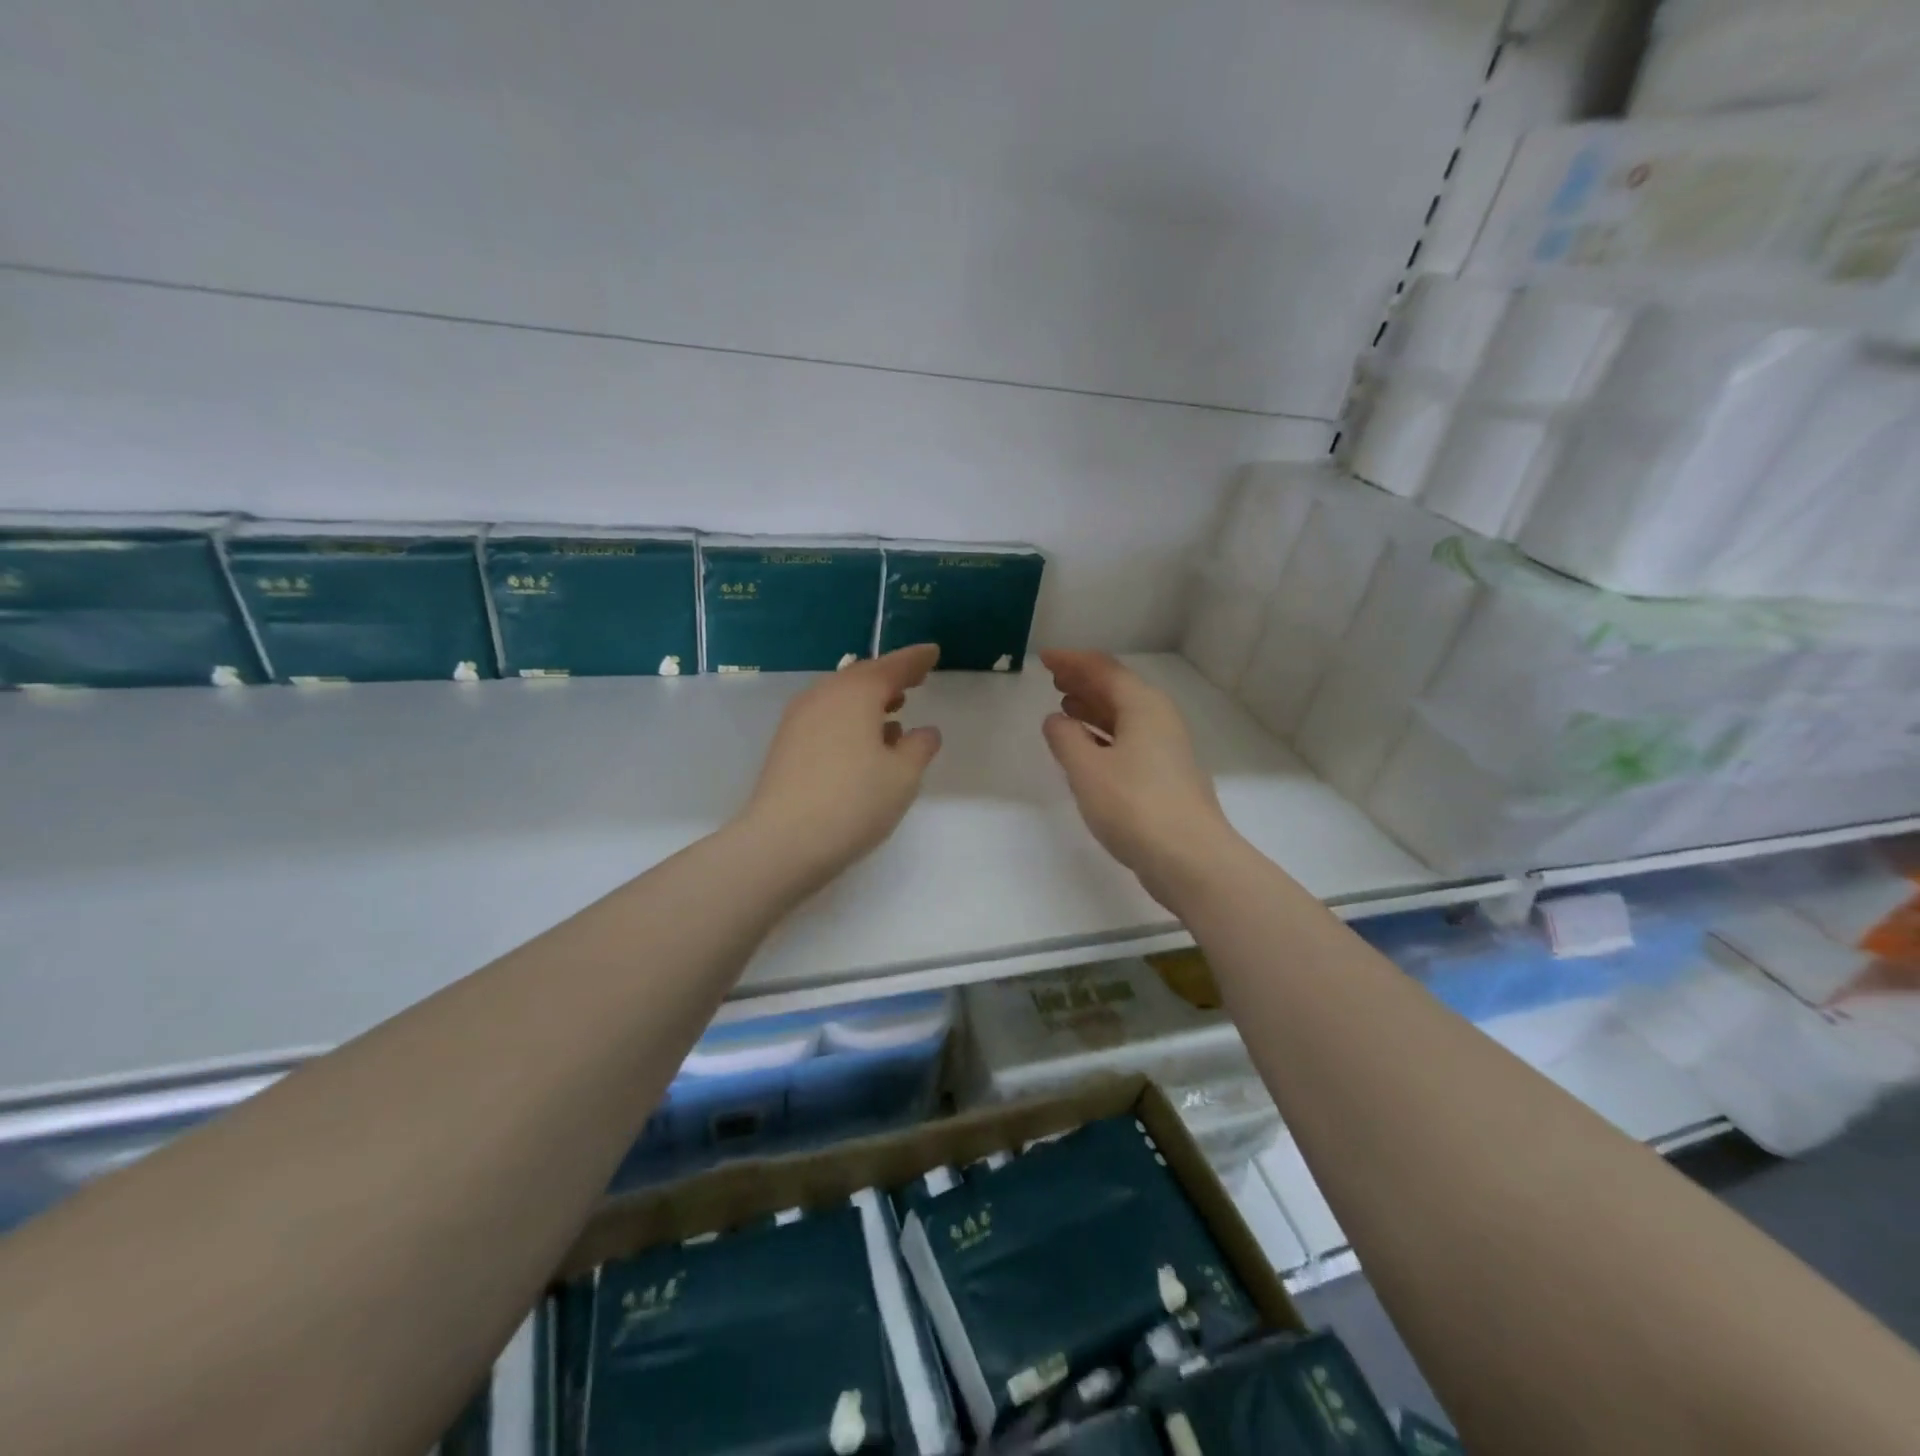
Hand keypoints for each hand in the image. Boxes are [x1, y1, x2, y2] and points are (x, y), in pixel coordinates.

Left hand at [738, 644, 943, 885]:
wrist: (781, 842)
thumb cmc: (853, 802)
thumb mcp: (902, 776)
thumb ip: (919, 747)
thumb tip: (925, 731)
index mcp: (855, 693)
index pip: (892, 667)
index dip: (915, 660)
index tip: (932, 653)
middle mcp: (823, 695)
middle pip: (861, 677)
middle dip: (890, 678)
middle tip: (915, 680)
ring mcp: (799, 719)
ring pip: (840, 697)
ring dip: (868, 701)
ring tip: (894, 713)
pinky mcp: (786, 744)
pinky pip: (826, 717)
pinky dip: (849, 720)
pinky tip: (863, 744)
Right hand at [1040, 650, 1239, 905]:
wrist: (1190, 859)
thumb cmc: (1134, 806)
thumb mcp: (1087, 769)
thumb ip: (1066, 739)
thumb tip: (1056, 719)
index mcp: (1143, 706)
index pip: (1104, 670)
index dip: (1072, 661)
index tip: (1044, 658)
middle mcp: (1159, 719)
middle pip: (1118, 689)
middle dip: (1084, 681)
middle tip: (1053, 678)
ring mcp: (1166, 749)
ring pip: (1124, 716)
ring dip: (1094, 708)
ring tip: (1064, 707)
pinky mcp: (1165, 776)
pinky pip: (1129, 740)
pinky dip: (1104, 735)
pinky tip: (1087, 747)